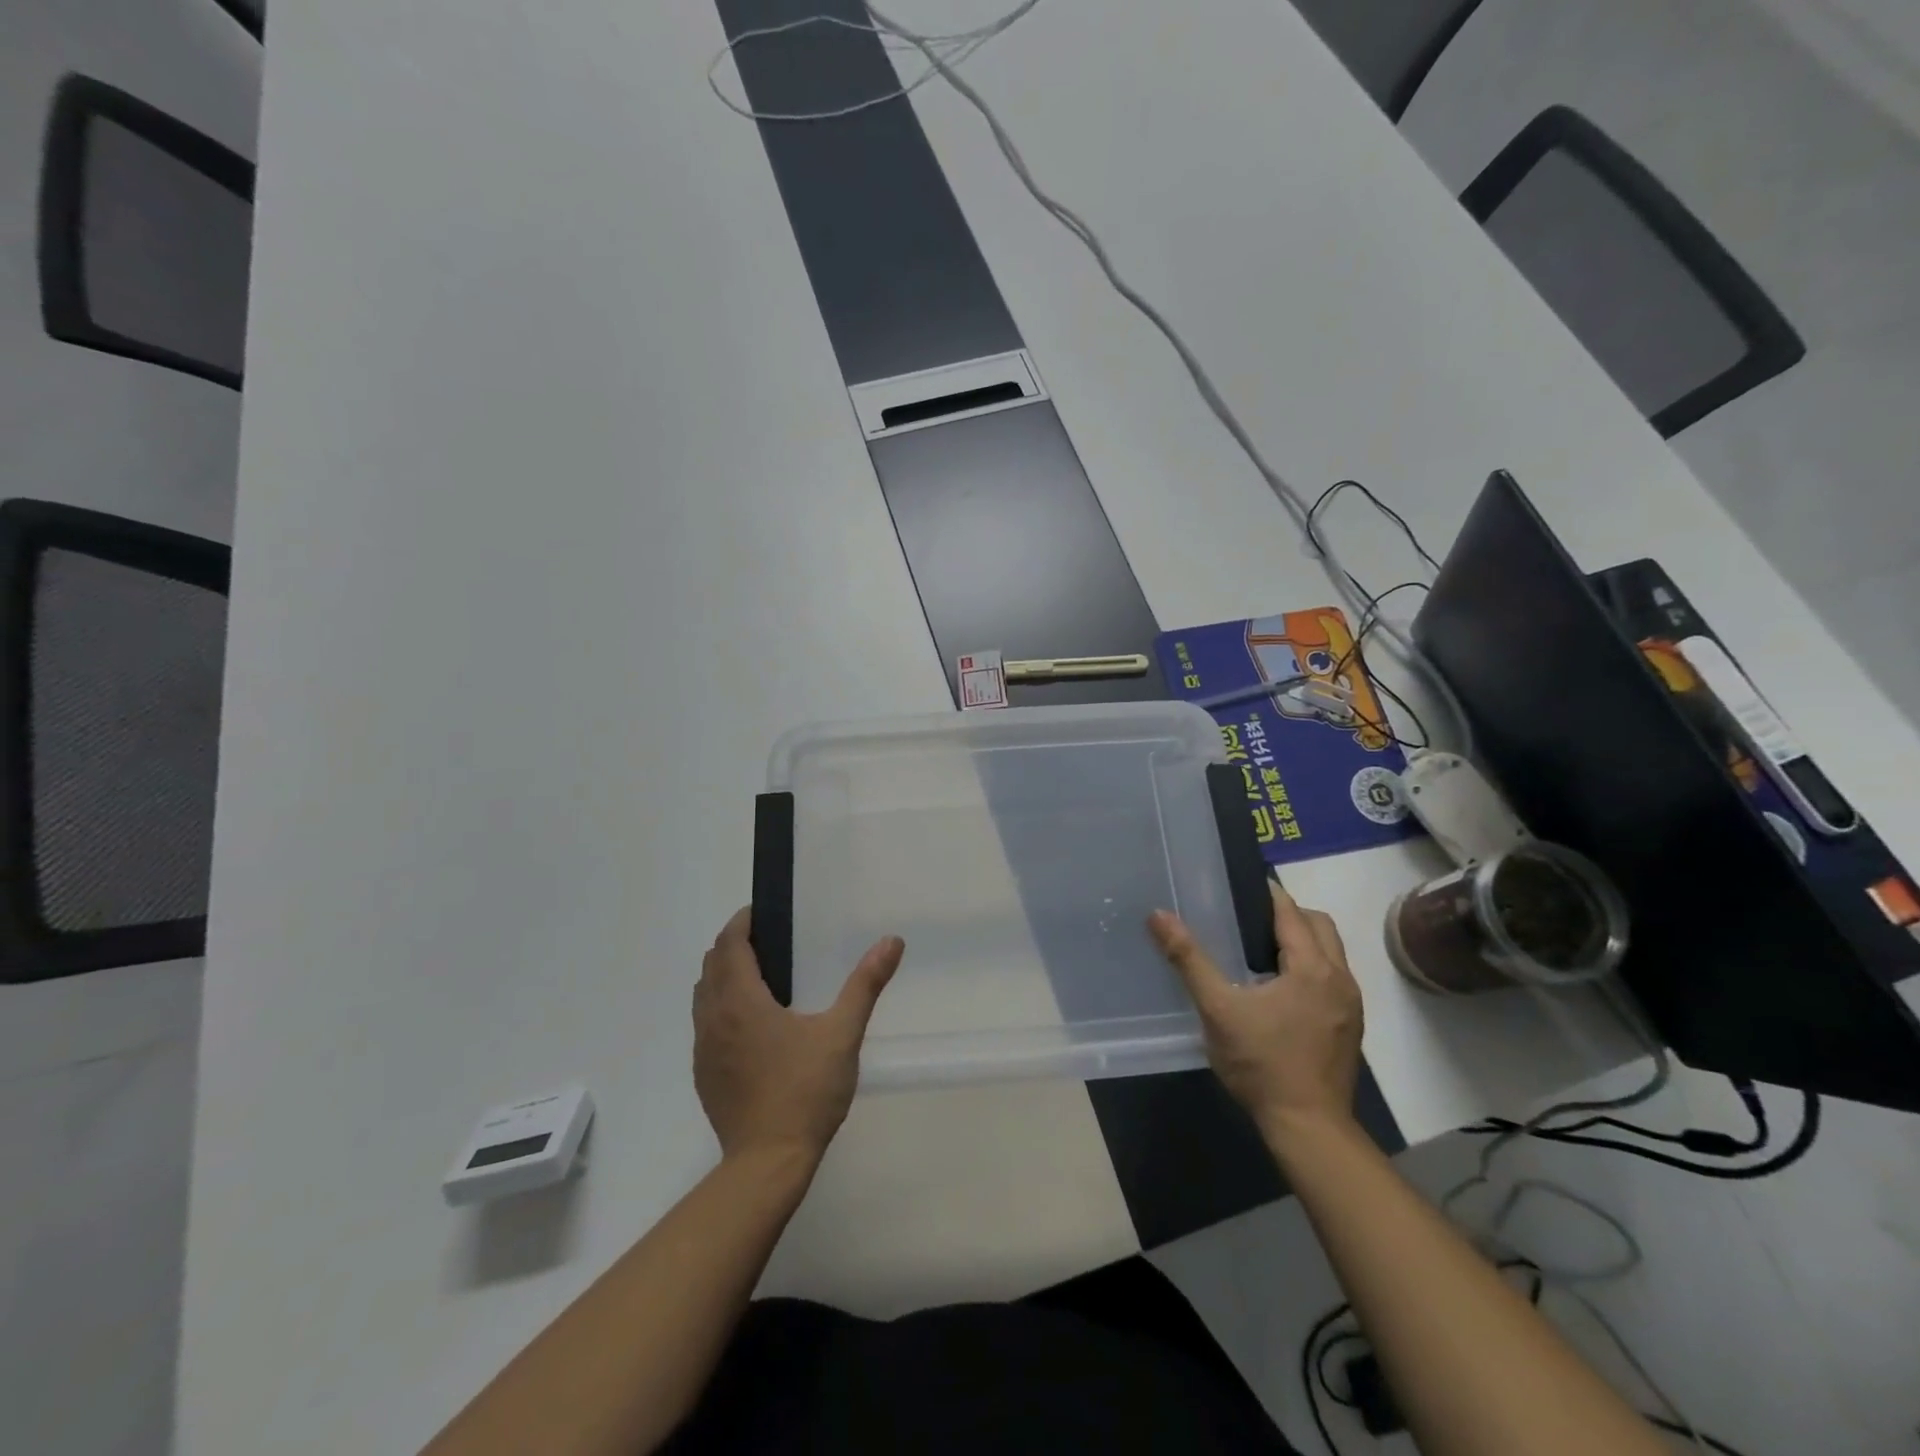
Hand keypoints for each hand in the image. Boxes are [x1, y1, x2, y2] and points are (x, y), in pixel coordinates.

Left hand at [693, 907, 904, 1163]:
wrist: (767, 1163)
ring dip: (723, 974)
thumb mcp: (842, 1033)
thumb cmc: (805, 1092)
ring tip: (758, 974)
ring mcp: (704, 1048)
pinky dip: (719, 1005)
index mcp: (741, 1001)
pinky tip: (750, 1023)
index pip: (729, 944)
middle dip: (733, 944)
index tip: (762, 911)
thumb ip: (865, 984)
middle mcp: (713, 1018)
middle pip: (712, 965)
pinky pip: (704, 1023)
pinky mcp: (703, 1074)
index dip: (742, 922)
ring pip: (703, 994)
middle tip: (768, 938)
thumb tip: (891, 941)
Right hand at [1148, 884, 1361, 1133]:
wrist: (1308, 1128)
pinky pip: (1332, 978)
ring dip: (1302, 941)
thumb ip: (1189, 959)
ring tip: (1260, 950)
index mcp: (1312, 967)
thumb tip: (1159, 916)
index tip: (1238, 885)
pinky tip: (1279, 988)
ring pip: (1330, 952)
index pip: (1291, 912)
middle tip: (1248, 919)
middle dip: (1288, 914)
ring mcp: (1349, 1005)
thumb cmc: (1262, 1063)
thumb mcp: (1217, 1009)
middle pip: (1319, 925)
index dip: (1267, 893)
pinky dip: (1310, 967)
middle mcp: (1340, 978)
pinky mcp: (1349, 1027)